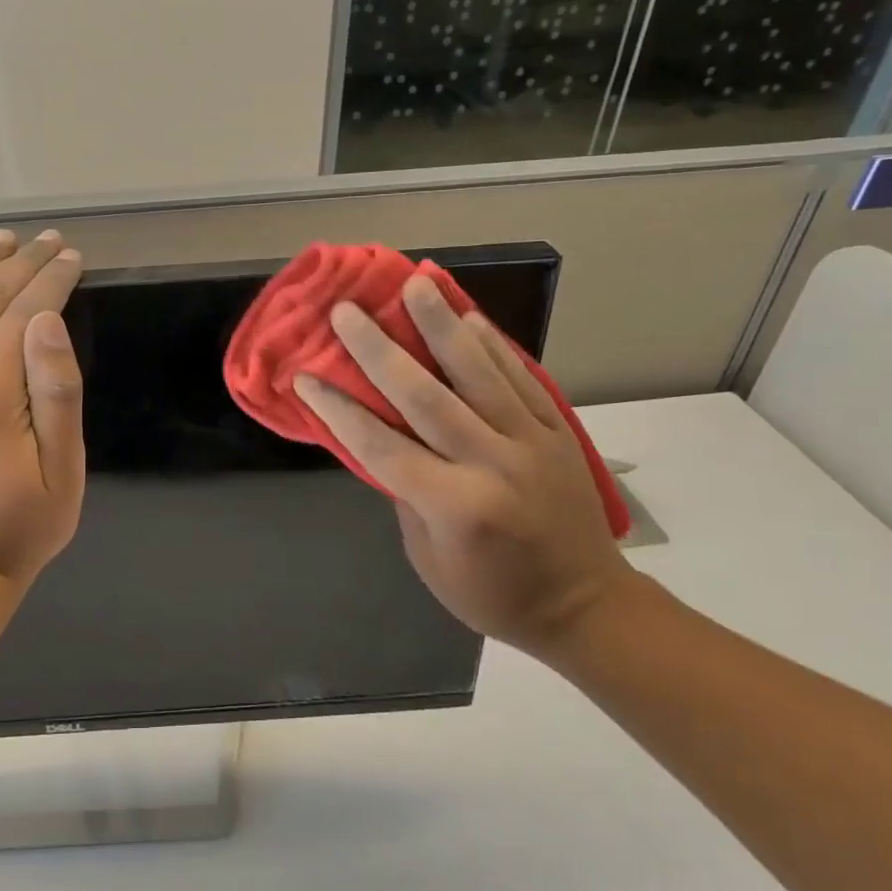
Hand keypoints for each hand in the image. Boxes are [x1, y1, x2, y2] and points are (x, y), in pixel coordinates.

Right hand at [294, 276, 633, 658]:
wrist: (586, 606)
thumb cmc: (492, 593)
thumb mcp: (427, 556)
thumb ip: (404, 492)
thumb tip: (380, 438)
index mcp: (454, 505)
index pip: (380, 446)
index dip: (338, 409)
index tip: (305, 375)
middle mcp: (492, 464)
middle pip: (425, 396)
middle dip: (379, 349)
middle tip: (347, 311)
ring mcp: (531, 442)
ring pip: (479, 372)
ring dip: (442, 324)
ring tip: (415, 283)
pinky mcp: (559, 431)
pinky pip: (522, 378)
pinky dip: (495, 345)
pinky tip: (470, 316)